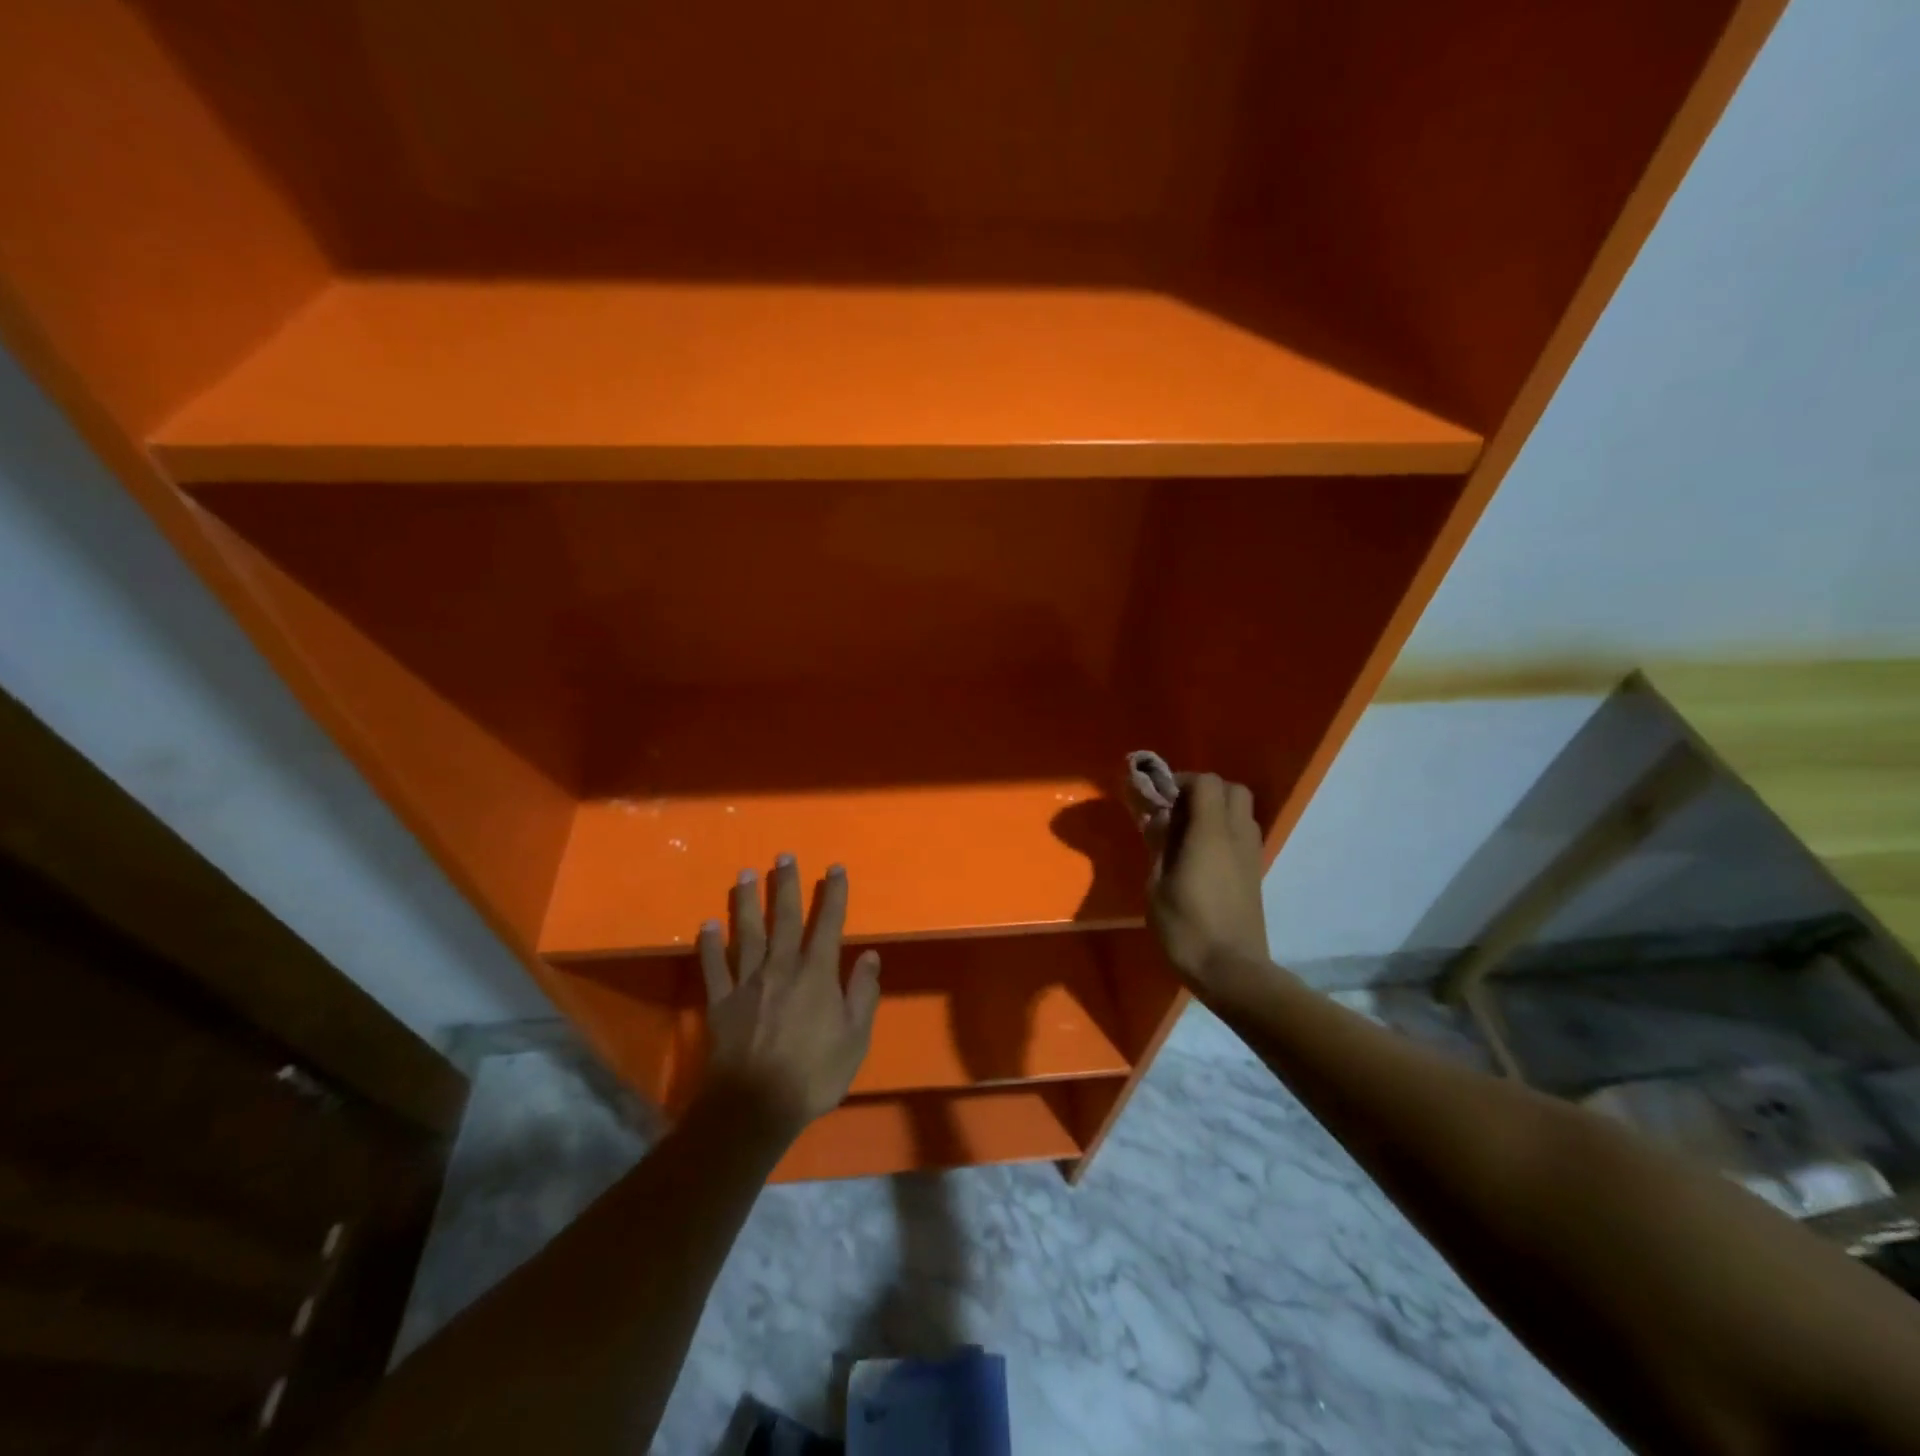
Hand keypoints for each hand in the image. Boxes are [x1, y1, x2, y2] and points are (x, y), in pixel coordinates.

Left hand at [696, 855, 880, 1137]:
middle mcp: (781, 967)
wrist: (754, 1107)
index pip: (828, 924)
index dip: (833, 895)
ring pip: (747, 933)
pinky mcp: (720, 1002)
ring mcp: (747, 983)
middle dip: (786, 885)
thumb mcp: (854, 1039)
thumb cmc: (813, 1074)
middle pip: (784, 918)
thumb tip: (869, 955)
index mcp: (816, 974)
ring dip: (747, 902)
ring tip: (745, 874)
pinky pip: (714, 967)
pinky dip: (710, 945)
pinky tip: (707, 925)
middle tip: (783, 856)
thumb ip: (862, 994)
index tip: (834, 868)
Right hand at [1142, 773, 1270, 992]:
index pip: (1206, 783)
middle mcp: (1237, 836)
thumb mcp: (1157, 885)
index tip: (1158, 797)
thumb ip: (1159, 844)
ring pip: (1241, 811)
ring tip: (1186, 833)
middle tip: (1176, 810)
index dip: (1181, 781)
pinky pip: (1243, 834)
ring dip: (1216, 810)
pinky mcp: (1255, 873)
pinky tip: (1201, 856)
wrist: (1231, 970)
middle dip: (1203, 790)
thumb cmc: (1186, 928)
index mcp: (1210, 833)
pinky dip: (1224, 831)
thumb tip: (1158, 817)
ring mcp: (1251, 854)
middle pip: (1232, 790)